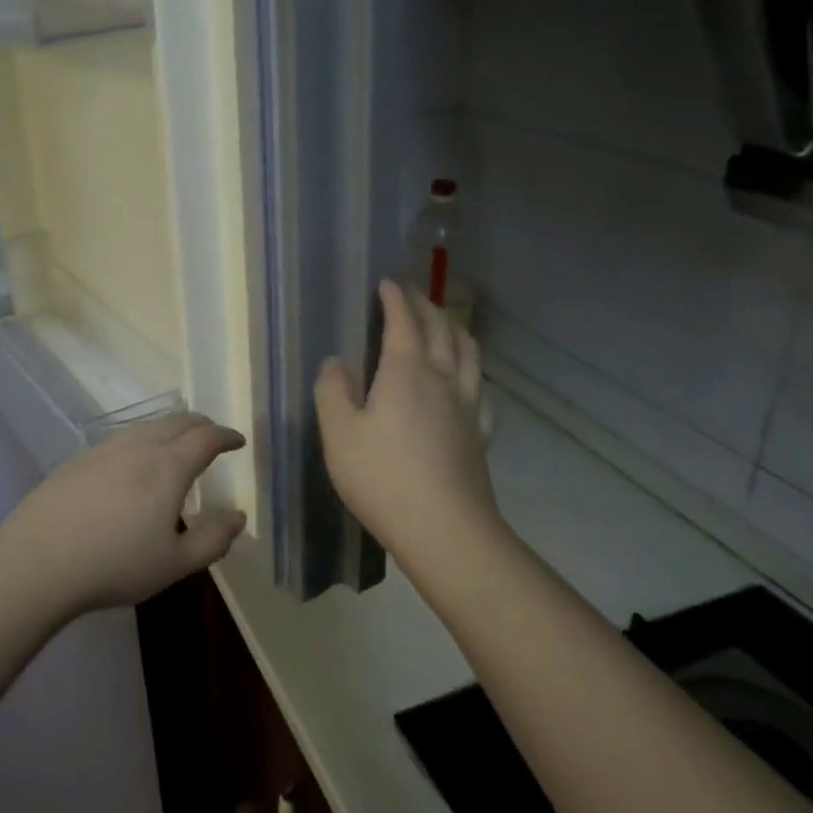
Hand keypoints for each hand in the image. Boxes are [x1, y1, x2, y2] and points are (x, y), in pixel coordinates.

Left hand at [0, 413, 246, 614]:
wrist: (39, 559)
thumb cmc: (115, 564)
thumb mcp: (174, 564)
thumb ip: (212, 539)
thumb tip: (238, 516)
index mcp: (168, 466)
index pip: (206, 438)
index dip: (226, 436)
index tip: (238, 441)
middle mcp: (139, 446)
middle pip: (177, 422)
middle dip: (201, 425)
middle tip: (213, 436)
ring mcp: (105, 449)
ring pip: (147, 426)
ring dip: (170, 428)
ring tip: (176, 443)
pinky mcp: (79, 459)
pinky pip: (121, 438)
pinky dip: (142, 440)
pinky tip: (133, 462)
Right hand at [314, 280, 502, 574]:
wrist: (445, 529)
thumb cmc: (382, 477)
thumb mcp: (339, 433)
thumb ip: (333, 391)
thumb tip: (335, 362)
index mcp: (406, 372)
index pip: (404, 322)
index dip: (396, 299)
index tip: (387, 283)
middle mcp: (442, 379)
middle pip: (441, 329)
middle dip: (426, 306)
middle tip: (412, 295)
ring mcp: (467, 407)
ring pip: (468, 353)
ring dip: (455, 329)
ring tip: (445, 323)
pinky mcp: (479, 434)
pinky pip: (479, 389)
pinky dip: (471, 371)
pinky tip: (467, 383)